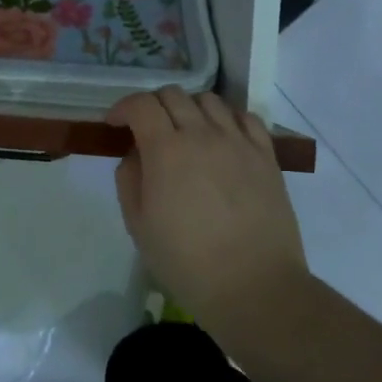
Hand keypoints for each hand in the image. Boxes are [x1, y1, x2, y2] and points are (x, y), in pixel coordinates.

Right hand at [107, 88, 306, 323]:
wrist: (254, 287)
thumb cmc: (187, 262)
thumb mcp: (138, 225)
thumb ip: (129, 179)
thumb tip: (136, 154)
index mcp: (166, 150)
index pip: (141, 104)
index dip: (123, 108)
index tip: (115, 124)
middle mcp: (203, 134)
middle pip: (173, 94)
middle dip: (152, 105)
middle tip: (147, 129)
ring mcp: (239, 142)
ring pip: (209, 100)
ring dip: (189, 108)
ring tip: (185, 132)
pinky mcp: (266, 156)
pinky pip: (246, 118)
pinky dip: (227, 118)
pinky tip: (222, 138)